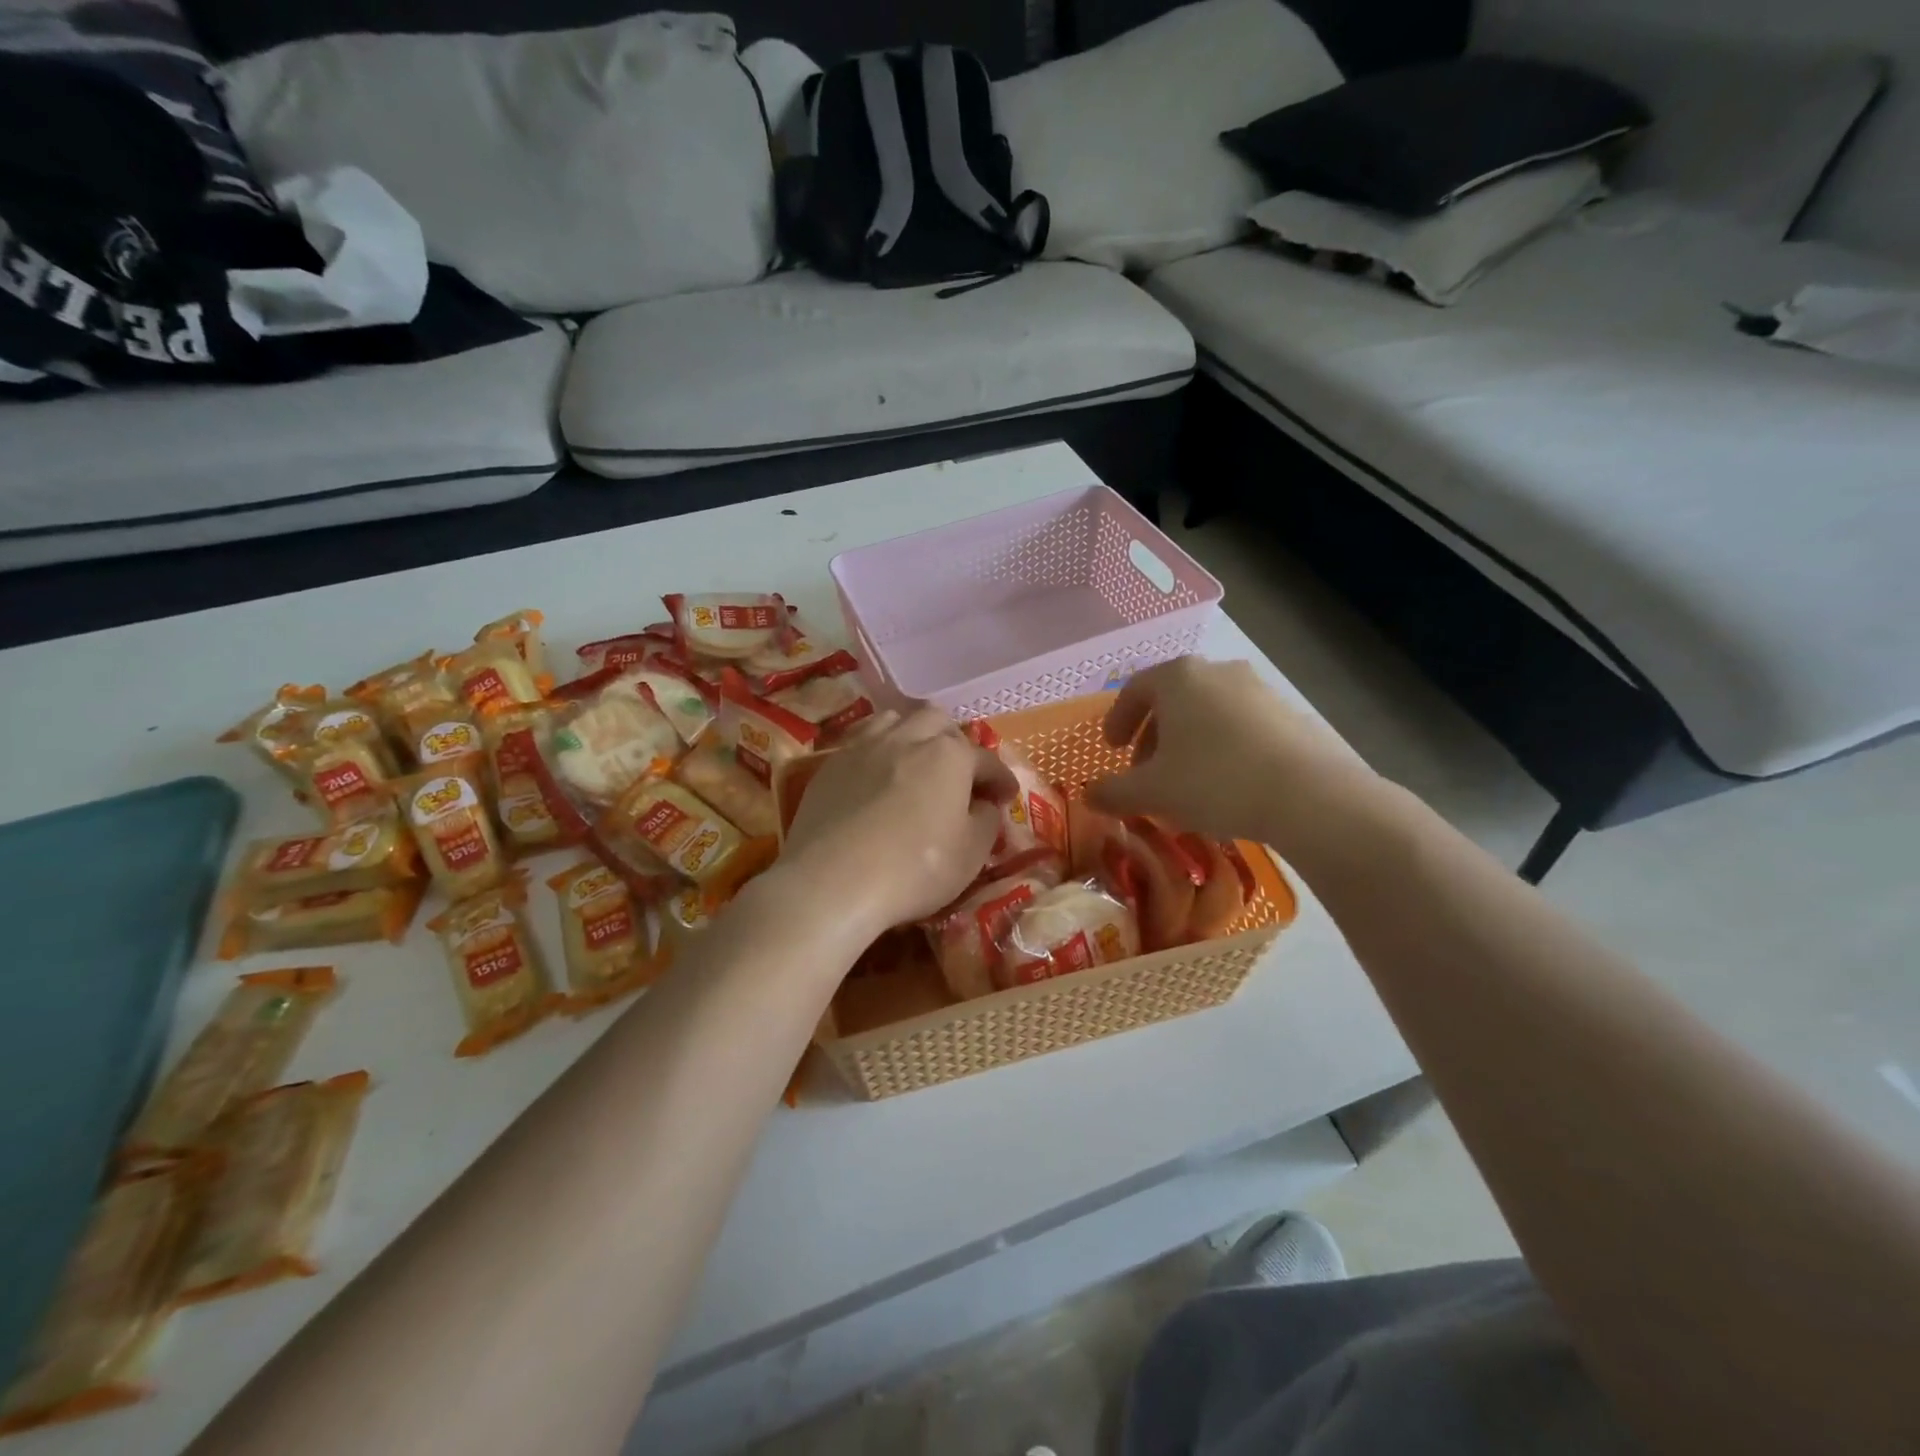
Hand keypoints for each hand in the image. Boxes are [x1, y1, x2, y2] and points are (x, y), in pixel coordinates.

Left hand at [779, 706, 1015, 937]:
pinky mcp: (830, 765)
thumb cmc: (914, 868)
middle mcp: (908, 737)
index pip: (986, 760)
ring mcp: (864, 746)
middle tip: (960, 775)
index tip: (1007, 796)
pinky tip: (877, 777)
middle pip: (938, 723)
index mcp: (949, 755)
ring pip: (895, 721)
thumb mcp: (971, 853)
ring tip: (916, 762)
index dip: (1001, 779)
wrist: (832, 881)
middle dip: (956, 743)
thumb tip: (985, 806)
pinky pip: (862, 742)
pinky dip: (879, 752)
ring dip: (914, 736)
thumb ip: (987, 821)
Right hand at [1085, 657, 1379, 854]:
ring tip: (1185, 782)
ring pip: (1207, 712)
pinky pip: (1240, 725)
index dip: (1117, 720)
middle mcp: (1218, 671)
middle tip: (1145, 771)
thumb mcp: (1151, 792)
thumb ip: (1113, 791)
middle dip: (1153, 735)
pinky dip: (1221, 747)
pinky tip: (1225, 784)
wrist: (1309, 795)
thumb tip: (1089, 795)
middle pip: (1172, 700)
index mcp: (1178, 677)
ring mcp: (1258, 689)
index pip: (1135, 690)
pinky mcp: (1289, 713)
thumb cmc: (1214, 781)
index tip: (1111, 750)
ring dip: (1187, 743)